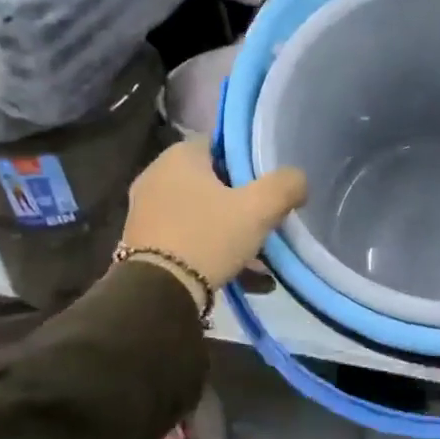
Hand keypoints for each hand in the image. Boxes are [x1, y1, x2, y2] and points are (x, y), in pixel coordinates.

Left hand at [121, 142, 306, 294]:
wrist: (157, 293)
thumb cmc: (208, 237)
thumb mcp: (259, 209)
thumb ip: (286, 185)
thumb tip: (298, 179)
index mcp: (179, 156)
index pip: (220, 145)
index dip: (247, 162)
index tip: (266, 185)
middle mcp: (156, 175)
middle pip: (211, 181)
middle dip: (239, 201)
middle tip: (264, 220)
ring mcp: (144, 210)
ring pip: (201, 213)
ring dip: (228, 230)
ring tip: (257, 256)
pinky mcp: (141, 242)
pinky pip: (186, 237)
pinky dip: (210, 249)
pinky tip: (237, 274)